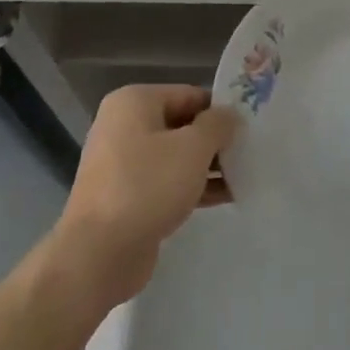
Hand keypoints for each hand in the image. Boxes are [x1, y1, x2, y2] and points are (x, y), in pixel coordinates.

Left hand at [50, 85, 236, 307]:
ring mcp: (123, 162)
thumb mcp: (192, 148)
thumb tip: (229, 116)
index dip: (221, 110)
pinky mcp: (127, 195)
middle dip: (216, 140)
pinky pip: (167, 180)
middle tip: (250, 152)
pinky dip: (193, 185)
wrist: (98, 254)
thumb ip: (217, 125)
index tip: (250, 128)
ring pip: (176, 155)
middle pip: (183, 124)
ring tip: (245, 176)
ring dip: (209, 165)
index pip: (190, 95)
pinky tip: (227, 196)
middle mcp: (124, 125)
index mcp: (134, 102)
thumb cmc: (147, 186)